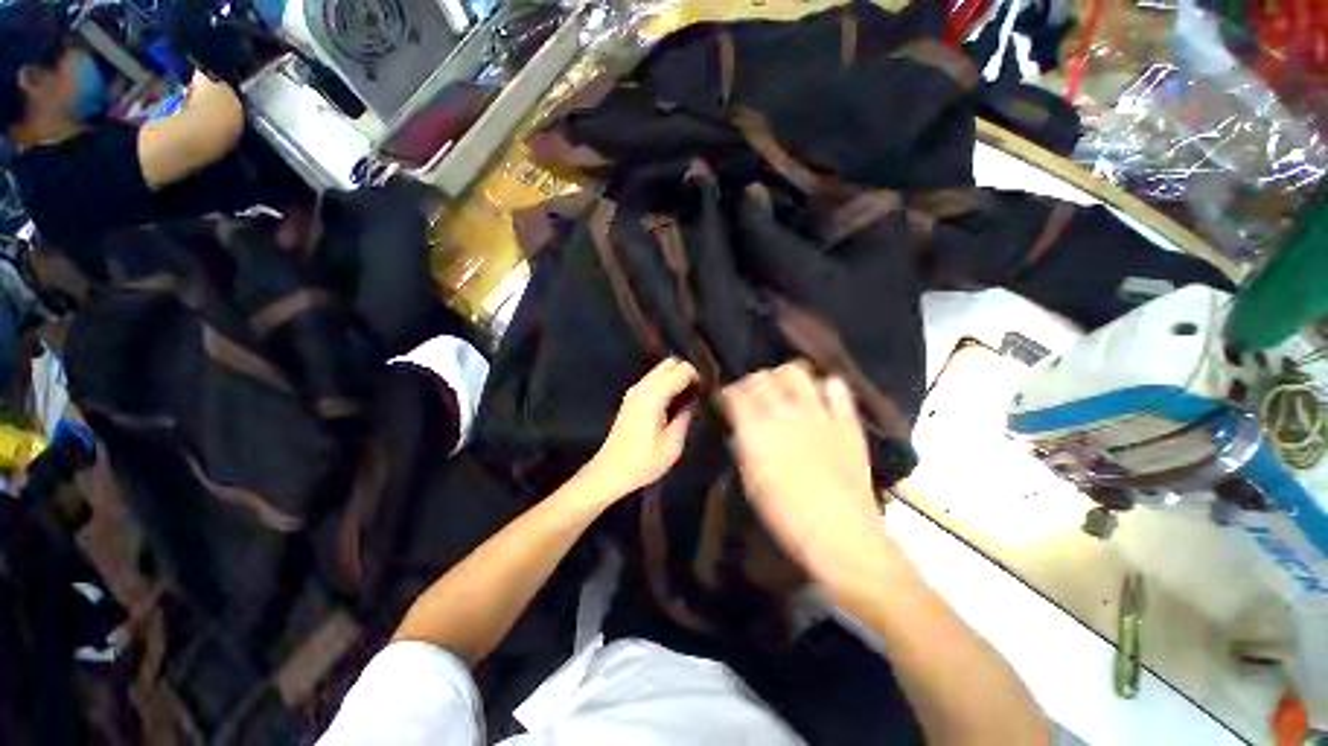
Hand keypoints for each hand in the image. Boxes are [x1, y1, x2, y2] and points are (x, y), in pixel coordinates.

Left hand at [580, 358, 697, 501]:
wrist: (610, 471)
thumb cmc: (643, 462)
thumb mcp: (672, 445)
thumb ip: (686, 417)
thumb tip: (695, 401)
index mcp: (653, 395)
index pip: (681, 370)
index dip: (698, 377)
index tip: (706, 392)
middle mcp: (642, 387)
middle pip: (670, 363)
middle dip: (686, 373)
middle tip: (698, 394)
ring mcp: (634, 391)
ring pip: (660, 370)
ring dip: (675, 378)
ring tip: (688, 399)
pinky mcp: (631, 398)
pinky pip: (653, 380)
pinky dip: (666, 384)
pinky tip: (673, 404)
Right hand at [721, 362, 887, 584]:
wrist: (841, 535)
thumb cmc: (787, 517)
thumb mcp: (752, 483)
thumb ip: (745, 448)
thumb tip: (741, 430)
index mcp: (756, 431)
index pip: (736, 394)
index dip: (729, 392)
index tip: (729, 399)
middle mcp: (784, 414)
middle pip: (763, 378)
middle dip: (754, 382)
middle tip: (755, 395)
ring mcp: (818, 414)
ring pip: (797, 372)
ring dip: (786, 377)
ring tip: (786, 390)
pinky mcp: (846, 421)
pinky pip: (837, 389)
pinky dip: (827, 388)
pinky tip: (822, 398)